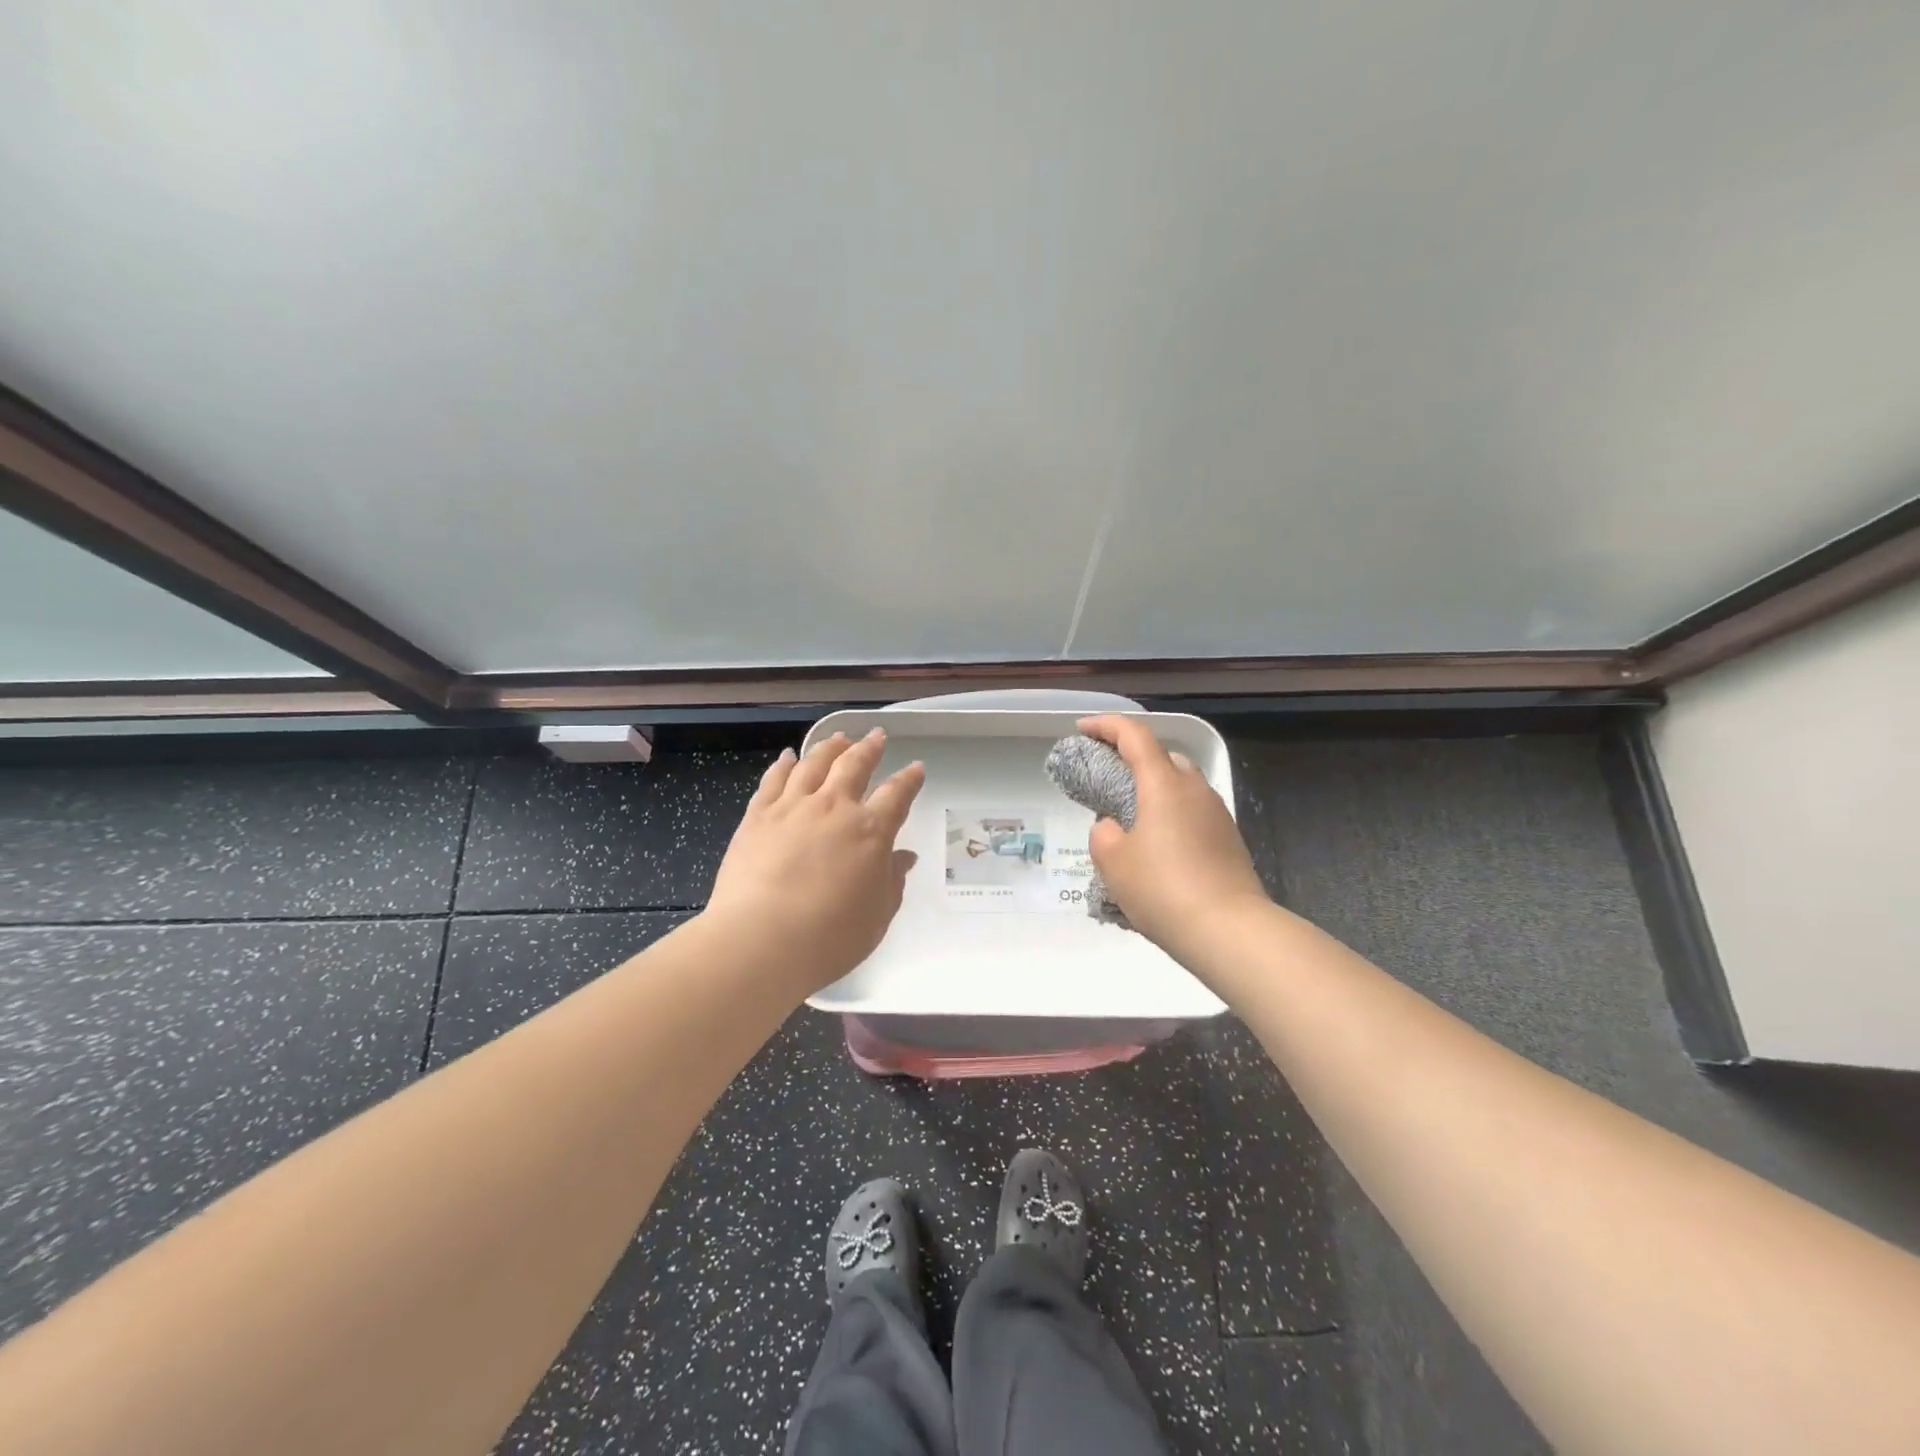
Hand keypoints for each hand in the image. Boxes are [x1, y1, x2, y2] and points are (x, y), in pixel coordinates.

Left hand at [706, 728, 925, 994]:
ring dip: (829, 748)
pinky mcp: (757, 816)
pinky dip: (783, 765)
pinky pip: (774, 780)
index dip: (909, 780)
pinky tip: (788, 757)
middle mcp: (834, 808)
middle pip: (854, 766)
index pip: (897, 795)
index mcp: (870, 831)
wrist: (761, 940)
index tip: (916, 768)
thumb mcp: (877, 916)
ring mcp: (793, 807)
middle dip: (869, 749)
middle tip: (877, 736)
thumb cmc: (831, 937)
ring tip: (838, 738)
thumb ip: (892, 882)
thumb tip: (903, 857)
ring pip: (814, 764)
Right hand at [1078, 715, 1268, 964]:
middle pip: (1162, 757)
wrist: (1229, 931)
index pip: (1135, 735)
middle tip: (1107, 776)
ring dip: (1154, 789)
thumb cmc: (1163, 889)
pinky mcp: (1229, 839)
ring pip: (1180, 786)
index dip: (1106, 726)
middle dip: (1132, 758)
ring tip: (1130, 817)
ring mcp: (1217, 813)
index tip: (1083, 729)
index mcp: (1164, 784)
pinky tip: (1158, 846)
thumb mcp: (1113, 862)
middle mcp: (1195, 789)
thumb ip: (1104, 835)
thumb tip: (1114, 828)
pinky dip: (1171, 815)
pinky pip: (1193, 813)